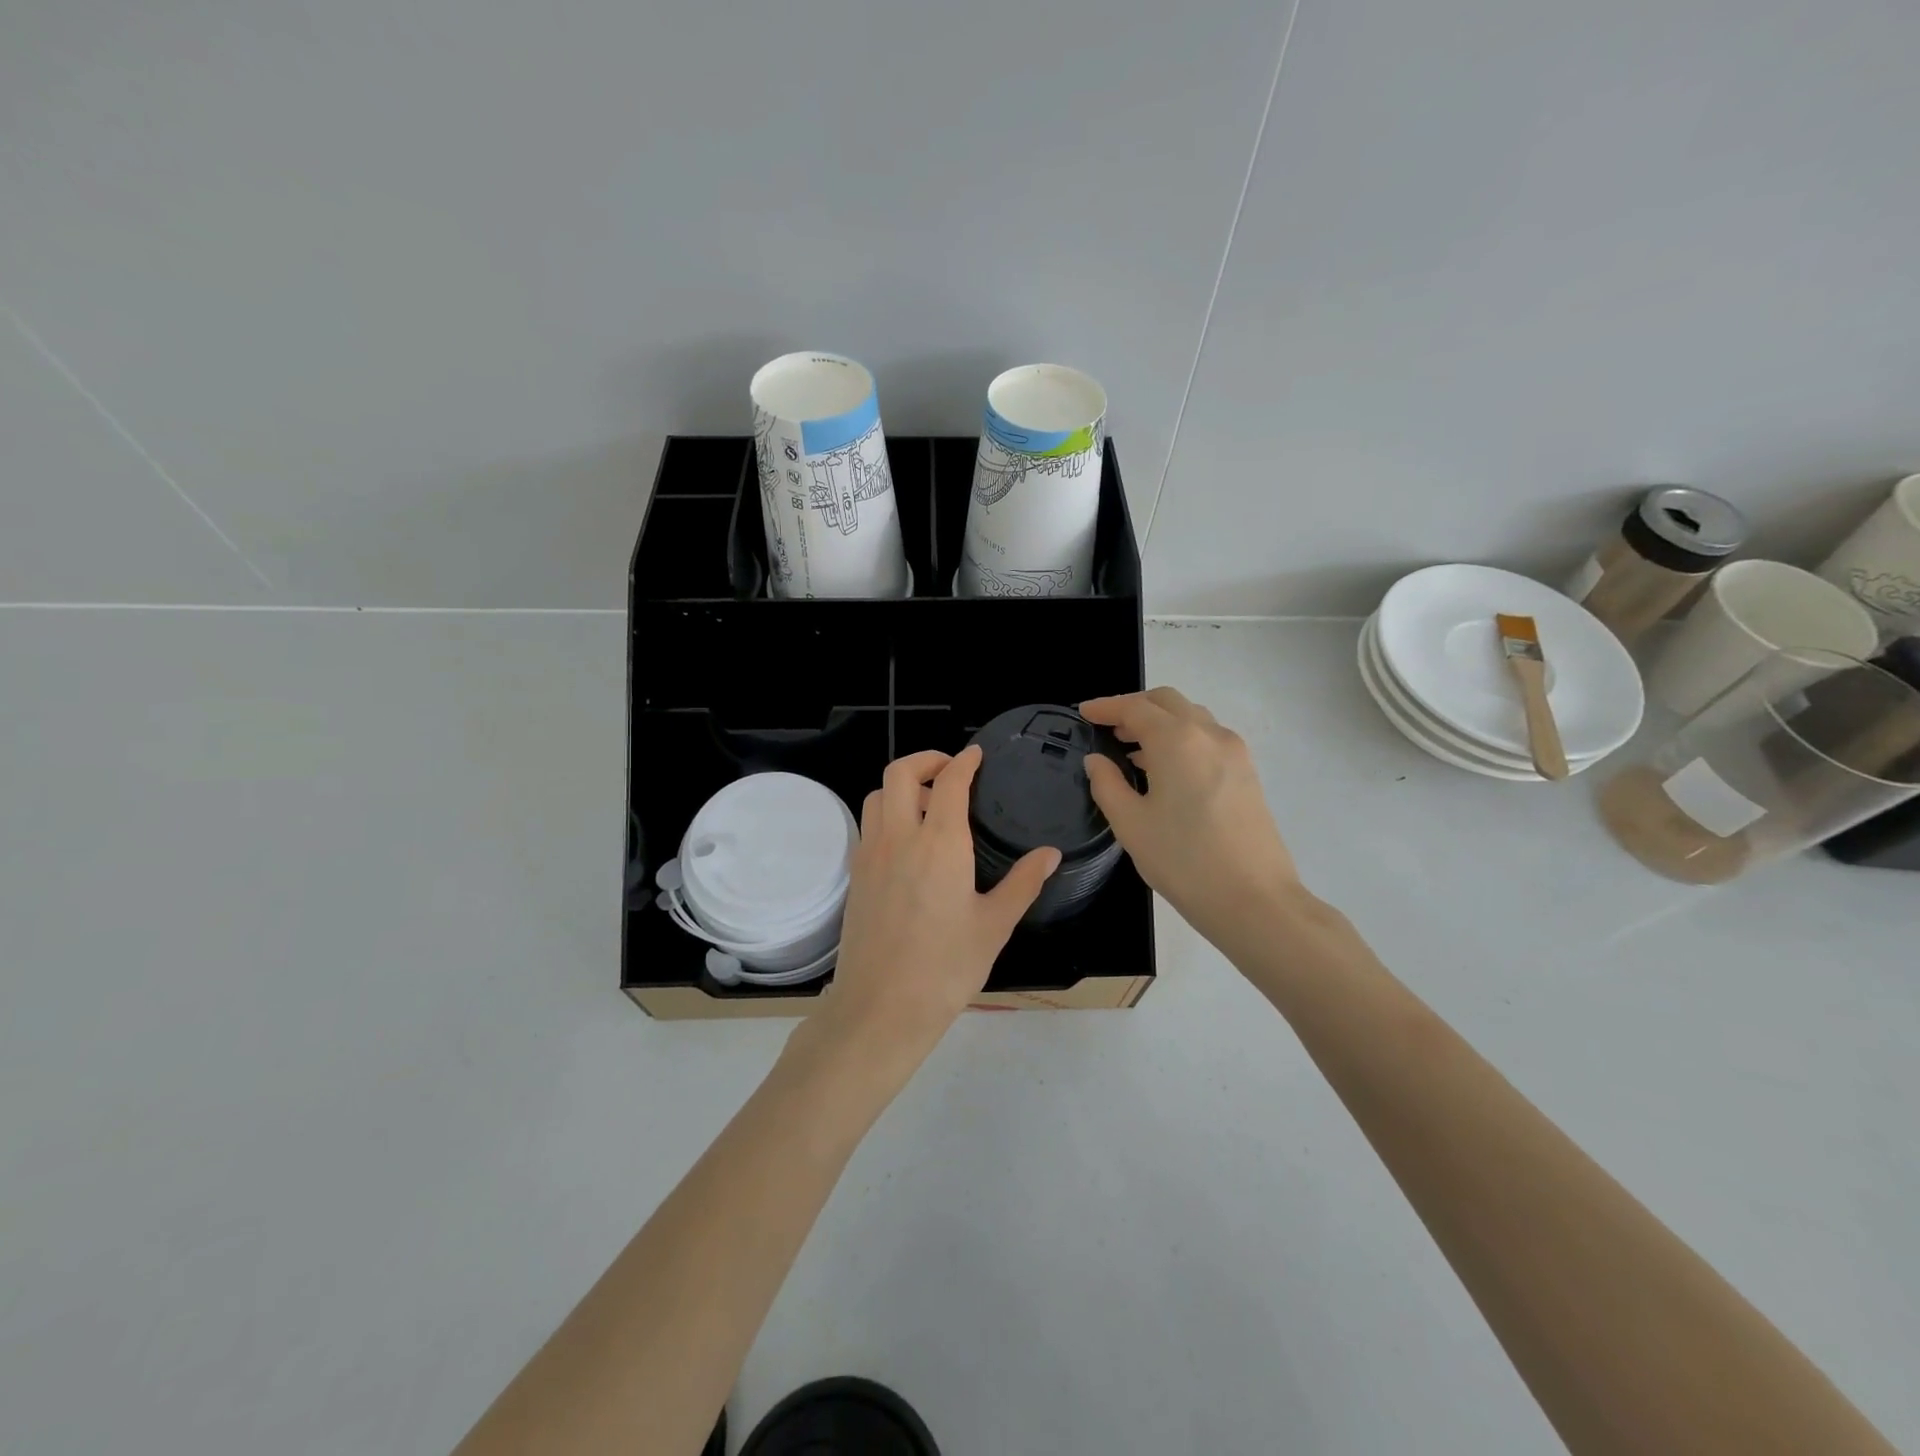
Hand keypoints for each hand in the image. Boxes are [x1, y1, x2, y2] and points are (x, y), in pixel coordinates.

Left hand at [819, 747, 1058, 1066]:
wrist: (881, 1008)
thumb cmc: (946, 968)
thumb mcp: (994, 926)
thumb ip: (1022, 883)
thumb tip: (1050, 854)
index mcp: (940, 844)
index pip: (949, 782)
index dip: (964, 761)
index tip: (976, 755)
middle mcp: (899, 838)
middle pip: (900, 773)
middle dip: (925, 760)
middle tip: (949, 770)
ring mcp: (871, 855)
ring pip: (876, 795)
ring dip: (900, 785)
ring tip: (926, 805)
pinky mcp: (855, 875)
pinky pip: (868, 825)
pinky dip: (886, 813)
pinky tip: (907, 842)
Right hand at [1081, 688, 1303, 950]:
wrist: (1254, 900)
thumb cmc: (1183, 861)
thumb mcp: (1130, 824)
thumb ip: (1107, 784)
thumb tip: (1096, 760)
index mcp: (1177, 740)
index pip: (1135, 708)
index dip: (1105, 707)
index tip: (1083, 713)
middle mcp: (1209, 734)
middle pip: (1168, 702)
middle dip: (1135, 706)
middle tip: (1108, 727)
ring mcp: (1234, 752)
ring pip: (1192, 717)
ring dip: (1160, 722)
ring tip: (1132, 748)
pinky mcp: (1248, 773)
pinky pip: (1208, 739)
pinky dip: (1181, 739)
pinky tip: (1164, 769)